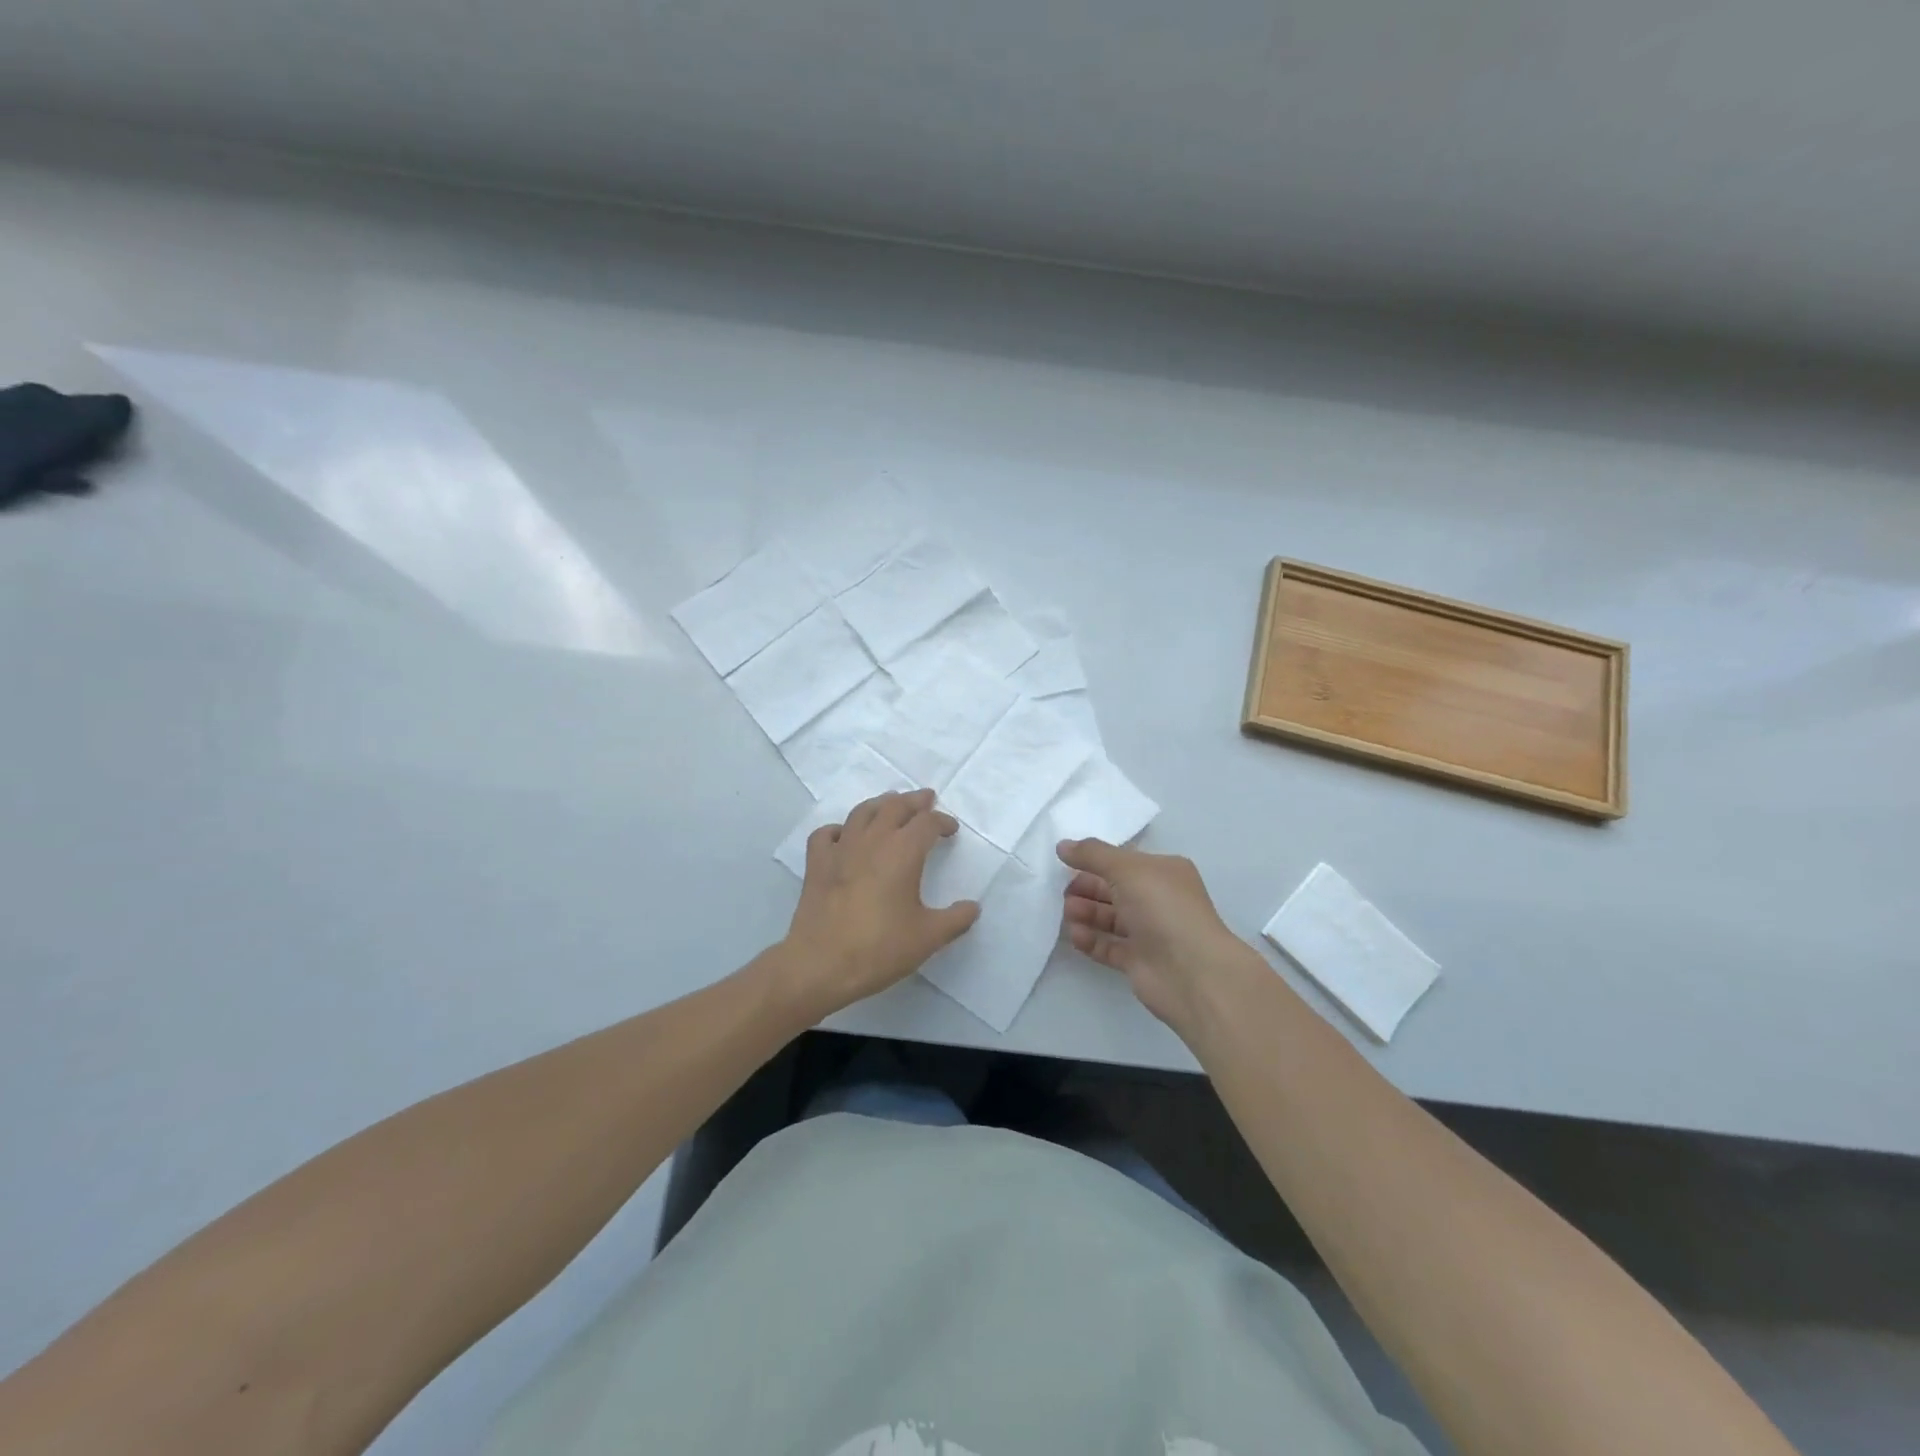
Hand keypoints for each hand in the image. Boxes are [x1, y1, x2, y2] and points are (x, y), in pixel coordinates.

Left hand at [782, 789, 980, 1015]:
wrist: (821, 964)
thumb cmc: (880, 948)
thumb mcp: (928, 937)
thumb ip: (955, 919)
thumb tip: (973, 907)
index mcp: (903, 852)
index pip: (927, 823)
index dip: (942, 822)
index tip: (951, 830)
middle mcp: (873, 841)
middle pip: (895, 806)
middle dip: (914, 801)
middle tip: (926, 799)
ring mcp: (841, 849)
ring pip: (862, 812)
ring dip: (881, 804)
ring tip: (890, 805)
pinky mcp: (816, 864)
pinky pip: (826, 834)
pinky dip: (839, 829)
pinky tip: (845, 836)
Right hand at [1057, 838, 1264, 1035]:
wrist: (1191, 972)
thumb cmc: (1162, 908)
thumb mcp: (1127, 869)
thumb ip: (1092, 855)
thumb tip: (1062, 845)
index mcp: (1163, 872)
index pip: (1124, 862)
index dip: (1095, 861)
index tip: (1065, 863)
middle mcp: (1158, 900)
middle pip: (1113, 889)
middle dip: (1087, 888)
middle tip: (1064, 893)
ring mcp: (1149, 932)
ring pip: (1110, 918)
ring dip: (1086, 913)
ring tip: (1068, 914)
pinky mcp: (1138, 961)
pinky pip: (1108, 946)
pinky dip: (1091, 940)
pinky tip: (1076, 936)